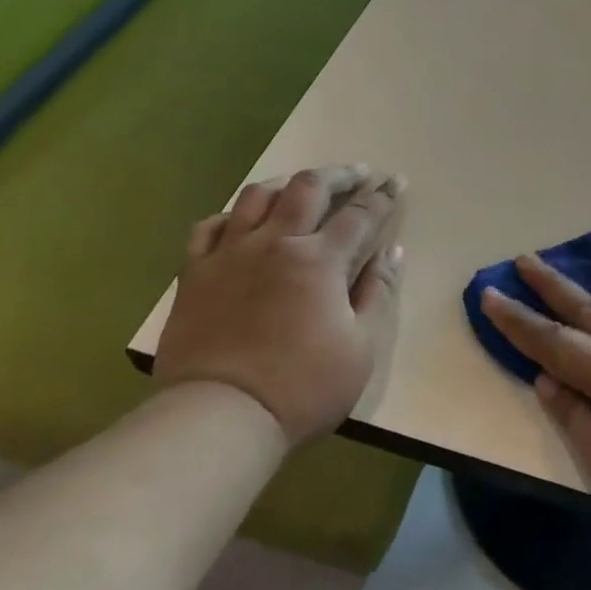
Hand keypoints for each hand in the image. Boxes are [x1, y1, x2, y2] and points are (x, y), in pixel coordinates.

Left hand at [155, 165, 404, 445]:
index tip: (396, 181)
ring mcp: (230, 254)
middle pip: (309, 188)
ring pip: (257, 196)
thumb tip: (392, 252)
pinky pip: (209, 227)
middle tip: (358, 173)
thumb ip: (377, 293)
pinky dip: (231, 215)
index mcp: (320, 260)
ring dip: (287, 184)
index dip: (382, 196)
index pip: (360, 214)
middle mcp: (276, 243)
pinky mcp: (194, 273)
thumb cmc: (302, 387)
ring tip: (301, 186)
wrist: (219, 416)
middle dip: (340, 175)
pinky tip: (241, 221)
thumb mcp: (361, 347)